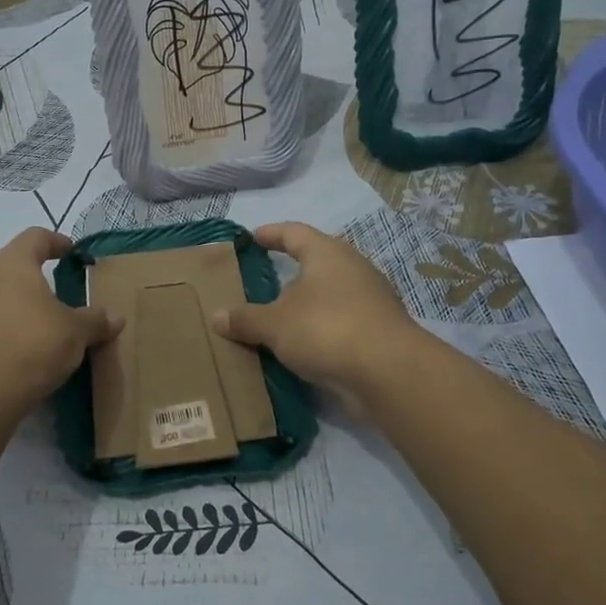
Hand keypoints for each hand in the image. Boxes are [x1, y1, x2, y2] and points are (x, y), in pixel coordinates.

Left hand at [0, 228, 119, 414]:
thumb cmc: (30, 346)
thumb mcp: (75, 333)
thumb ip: (95, 321)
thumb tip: (115, 317)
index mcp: (12, 264)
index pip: (35, 237)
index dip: (56, 241)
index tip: (71, 252)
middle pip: (12, 267)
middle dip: (36, 279)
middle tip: (61, 296)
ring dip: (19, 307)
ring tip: (43, 328)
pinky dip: (5, 332)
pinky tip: (22, 353)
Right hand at [210, 222, 421, 400]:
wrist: (388, 371)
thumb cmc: (326, 329)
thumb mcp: (275, 325)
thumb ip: (245, 319)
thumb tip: (216, 316)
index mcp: (327, 253)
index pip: (294, 233)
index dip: (271, 234)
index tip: (253, 238)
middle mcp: (353, 267)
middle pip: (317, 261)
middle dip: (292, 270)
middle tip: (265, 279)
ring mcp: (371, 298)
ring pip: (331, 293)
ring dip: (308, 303)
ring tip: (281, 316)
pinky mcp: (379, 329)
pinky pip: (342, 320)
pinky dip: (322, 327)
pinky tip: (306, 344)